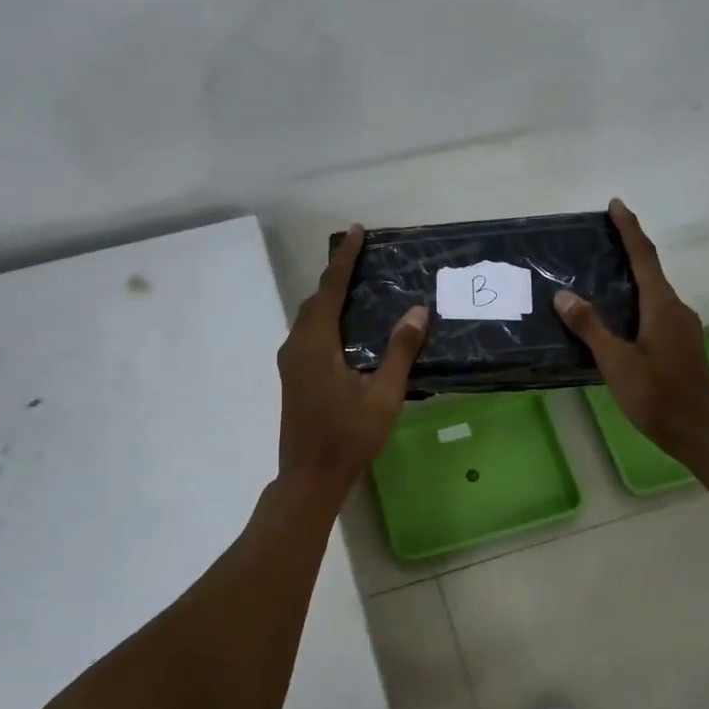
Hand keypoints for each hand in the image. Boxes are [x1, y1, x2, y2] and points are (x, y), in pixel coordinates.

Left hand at [277, 225, 428, 497]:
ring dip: (331, 298)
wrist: (310, 477)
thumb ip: (400, 351)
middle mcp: (297, 345)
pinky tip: (348, 329)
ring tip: (359, 288)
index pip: (331, 288)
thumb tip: (418, 311)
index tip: (357, 231)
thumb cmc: (348, 436)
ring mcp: (290, 362)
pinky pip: (309, 334)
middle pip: (316, 299)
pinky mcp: (293, 377)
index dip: (345, 259)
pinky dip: (327, 319)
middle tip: (365, 259)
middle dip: (337, 275)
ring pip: (309, 318)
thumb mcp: (383, 394)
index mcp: (315, 343)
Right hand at [554, 199, 708, 462]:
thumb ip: (591, 327)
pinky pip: (655, 311)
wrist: (702, 431)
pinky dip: (635, 302)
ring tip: (600, 275)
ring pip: (653, 293)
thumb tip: (564, 295)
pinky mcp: (681, 345)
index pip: (644, 256)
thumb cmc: (658, 396)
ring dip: (631, 278)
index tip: (616, 204)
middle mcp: (676, 309)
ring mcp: (682, 327)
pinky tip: (616, 317)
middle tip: (599, 238)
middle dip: (628, 250)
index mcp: (662, 306)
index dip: (629, 229)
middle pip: (650, 270)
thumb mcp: (617, 362)